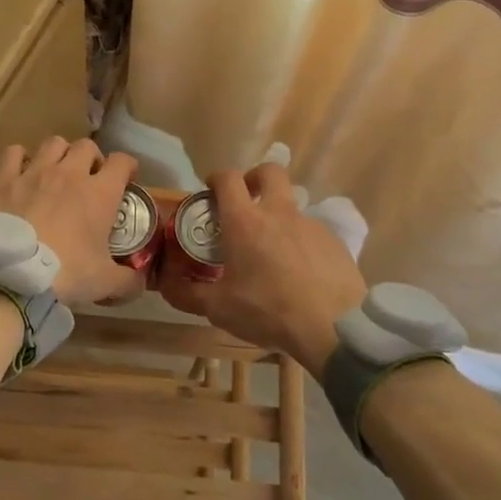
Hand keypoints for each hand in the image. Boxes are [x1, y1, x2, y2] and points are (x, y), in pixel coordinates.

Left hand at [0, 137, 144, 305]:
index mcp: (100, 193)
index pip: (122, 162)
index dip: (127, 167)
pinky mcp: (3, 178)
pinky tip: (19, 172)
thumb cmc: (66, 274)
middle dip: (91, 158)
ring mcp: (34, 172)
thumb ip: (128, 280)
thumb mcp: (105, 282)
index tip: (126, 178)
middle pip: (86, 146)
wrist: (12, 276)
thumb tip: (140, 282)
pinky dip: (18, 158)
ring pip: (53, 143)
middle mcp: (69, 173)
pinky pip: (13, 152)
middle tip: (88, 178)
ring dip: (59, 154)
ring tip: (54, 172)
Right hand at [157, 163, 364, 376]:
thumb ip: (189, 294)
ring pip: (292, 206)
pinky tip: (300, 273)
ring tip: (273, 252)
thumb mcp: (220, 309)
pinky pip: (312, 232)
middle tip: (247, 199)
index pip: (229, 179)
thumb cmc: (269, 311)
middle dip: (255, 177)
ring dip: (278, 217)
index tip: (211, 188)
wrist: (334, 327)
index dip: (217, 178)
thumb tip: (166, 285)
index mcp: (246, 221)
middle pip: (269, 171)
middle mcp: (279, 213)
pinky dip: (301, 243)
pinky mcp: (334, 241)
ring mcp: (310, 224)